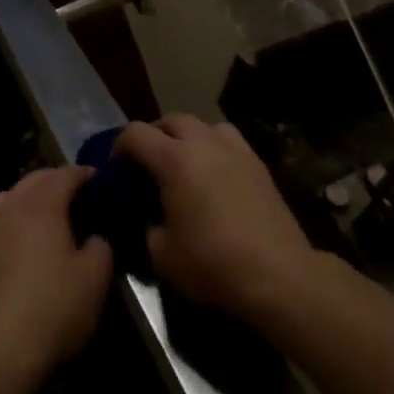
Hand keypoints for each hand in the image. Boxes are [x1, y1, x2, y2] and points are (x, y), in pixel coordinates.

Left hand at [0, 167, 113, 388]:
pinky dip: (15, 219)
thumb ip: (101, 246)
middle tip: (79, 196)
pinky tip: (24, 242)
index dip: (86, 175)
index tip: (102, 182)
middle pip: (36, 179)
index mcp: (42, 203)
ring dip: (32, 198)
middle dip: (58, 181)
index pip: (66, 174)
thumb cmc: (53, 308)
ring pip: (12, 196)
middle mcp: (11, 204)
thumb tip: (94, 237)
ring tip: (50, 216)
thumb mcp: (95, 278)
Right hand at [114, 114, 316, 323]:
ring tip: (184, 163)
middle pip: (171, 120)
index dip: (119, 145)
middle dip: (154, 136)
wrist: (277, 273)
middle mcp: (203, 142)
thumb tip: (149, 216)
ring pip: (203, 125)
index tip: (116, 167)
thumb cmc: (213, 263)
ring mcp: (234, 149)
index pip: (136, 133)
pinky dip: (214, 148)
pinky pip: (228, 141)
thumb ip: (147, 225)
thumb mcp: (162, 254)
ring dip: (187, 137)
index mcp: (173, 159)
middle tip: (148, 163)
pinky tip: (215, 174)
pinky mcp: (257, 163)